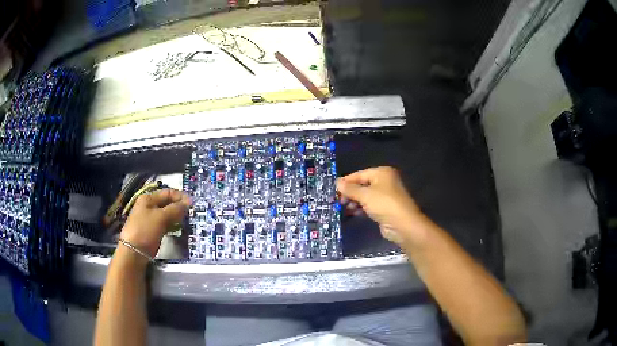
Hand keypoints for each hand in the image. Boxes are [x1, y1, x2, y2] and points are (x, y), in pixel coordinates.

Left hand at [120, 189, 190, 257]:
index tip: (193, 203)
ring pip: (167, 214)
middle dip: (179, 207)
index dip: (180, 197)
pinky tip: (178, 228)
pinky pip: (165, 224)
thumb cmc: (146, 230)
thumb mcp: (161, 217)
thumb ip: (175, 209)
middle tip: (190, 213)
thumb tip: (188, 203)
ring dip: (176, 217)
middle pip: (167, 203)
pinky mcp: (152, 230)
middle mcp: (149, 206)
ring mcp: (150, 218)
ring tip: (186, 221)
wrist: (134, 251)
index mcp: (148, 198)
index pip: (167, 193)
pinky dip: (172, 225)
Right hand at [336, 167, 427, 245]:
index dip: (346, 182)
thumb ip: (350, 188)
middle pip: (362, 185)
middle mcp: (384, 181)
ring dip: (354, 201)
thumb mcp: (365, 195)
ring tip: (343, 208)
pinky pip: (369, 205)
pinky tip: (352, 212)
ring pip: (365, 196)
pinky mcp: (384, 208)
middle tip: (338, 201)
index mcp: (382, 173)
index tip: (333, 190)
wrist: (403, 225)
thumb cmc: (384, 204)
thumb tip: (337, 182)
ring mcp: (385, 195)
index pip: (360, 174)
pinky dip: (360, 208)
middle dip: (350, 193)